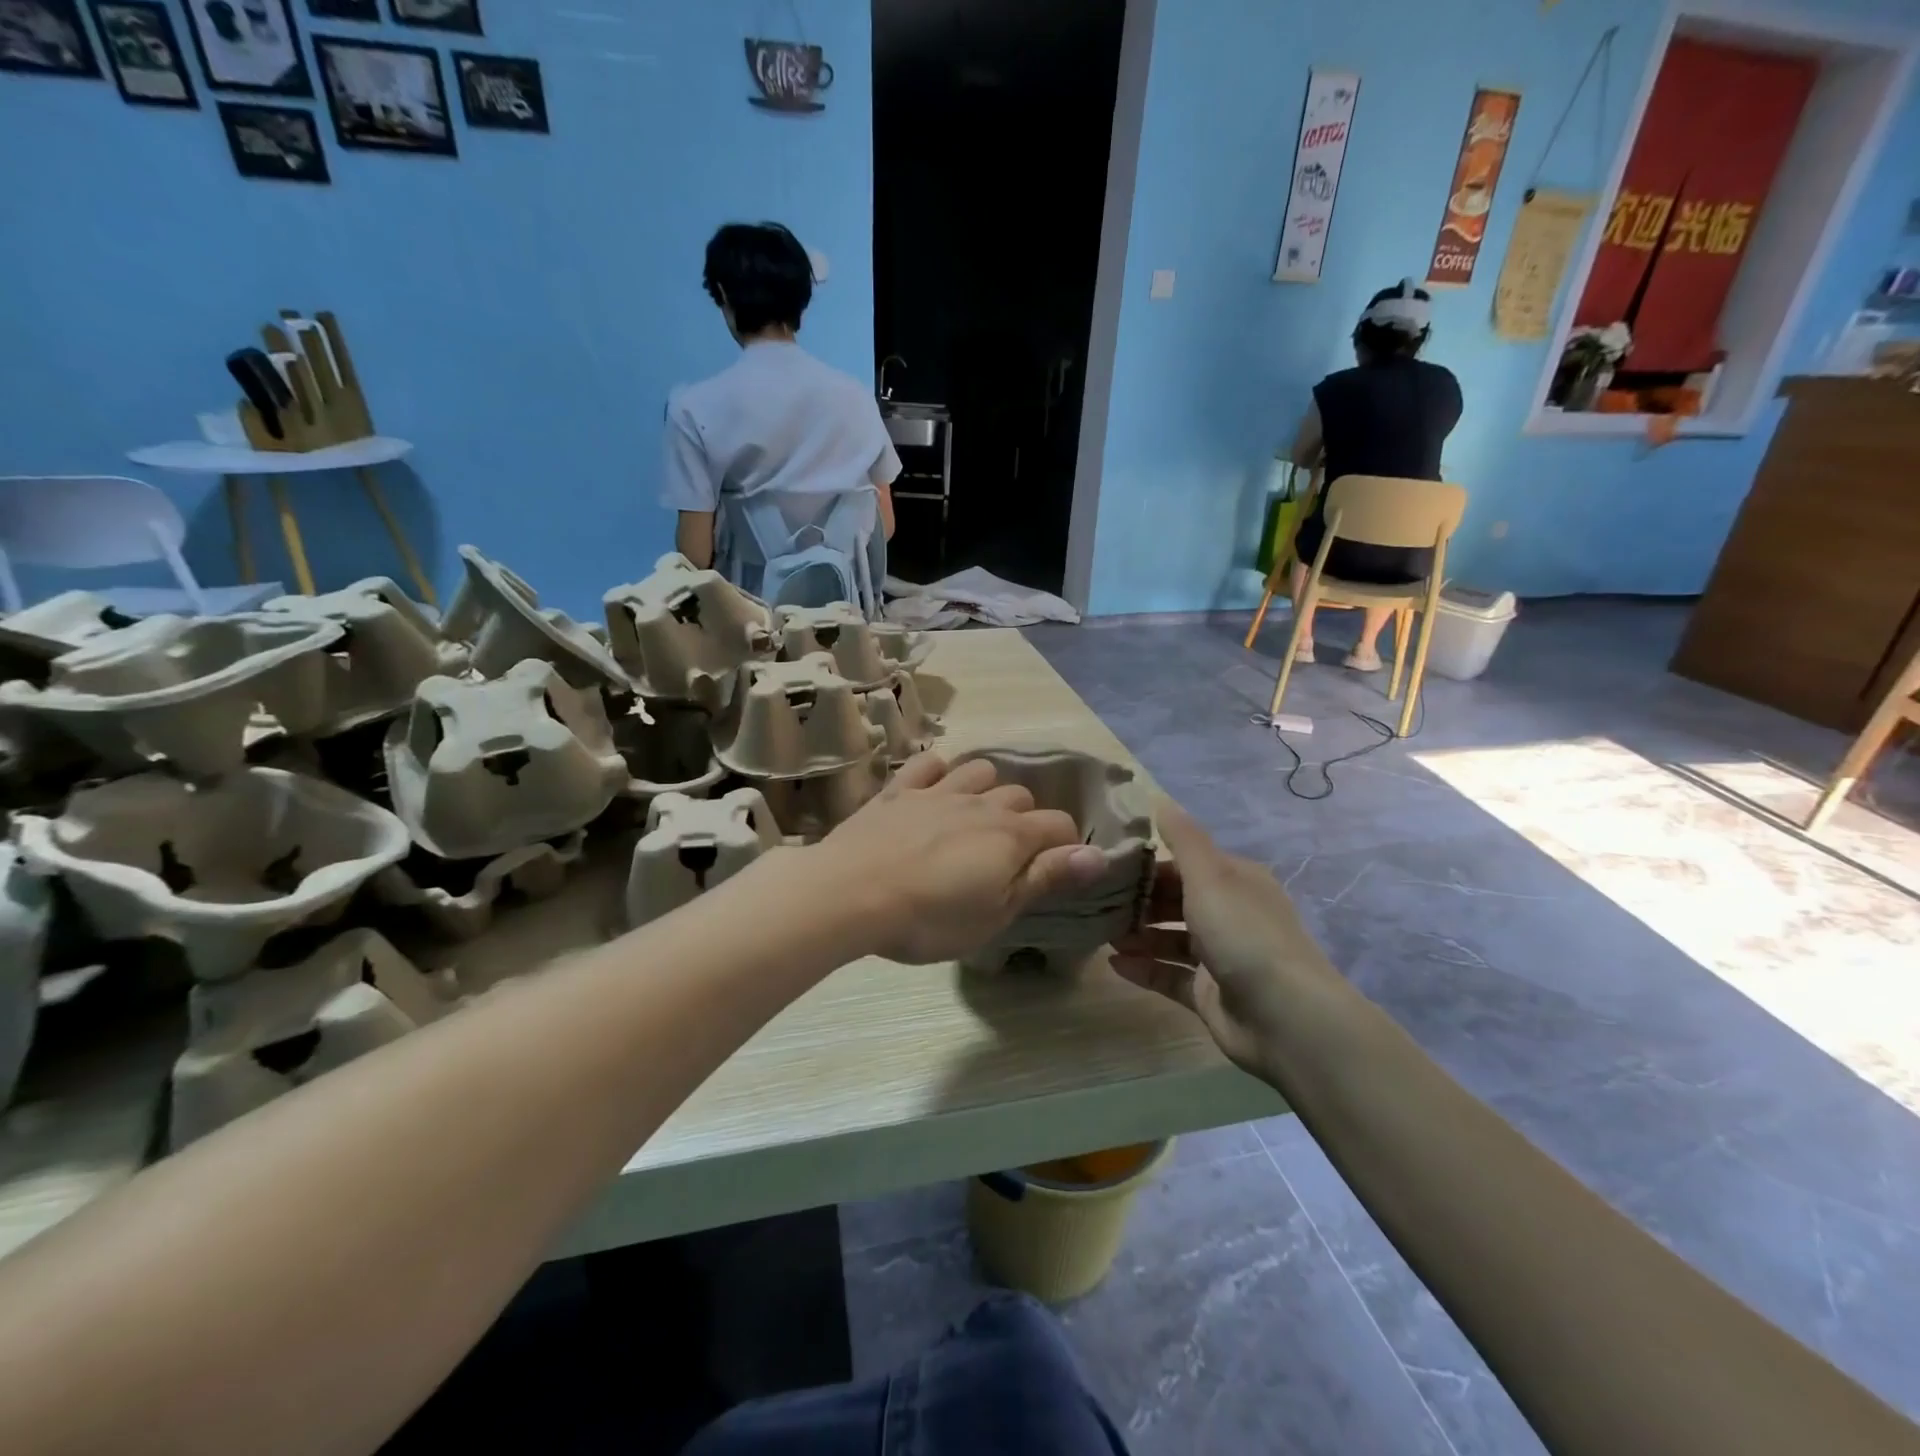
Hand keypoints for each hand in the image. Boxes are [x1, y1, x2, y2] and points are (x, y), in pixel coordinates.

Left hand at [815, 753, 1107, 963]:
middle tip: (1007, 855)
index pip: (1059, 825)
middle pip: (1020, 796)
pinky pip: (927, 764)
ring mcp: (937, 791)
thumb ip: (1046, 878)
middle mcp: (980, 803)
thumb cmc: (930, 917)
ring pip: (978, 770)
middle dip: (1024, 820)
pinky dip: (937, 772)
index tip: (1054, 869)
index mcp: (1010, 835)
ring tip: (974, 817)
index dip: (1065, 845)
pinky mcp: (898, 790)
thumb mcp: (997, 912)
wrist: (851, 893)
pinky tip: (933, 790)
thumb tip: (1099, 855)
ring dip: (986, 788)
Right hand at [1111, 798, 1335, 1076]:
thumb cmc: (1243, 933)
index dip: (1148, 864)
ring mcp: (1221, 957)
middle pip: (1175, 901)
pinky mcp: (1210, 994)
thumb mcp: (1210, 875)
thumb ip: (1183, 838)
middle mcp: (1230, 915)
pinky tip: (1114, 964)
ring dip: (1138, 935)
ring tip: (1101, 934)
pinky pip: (1169, 976)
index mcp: (1236, 881)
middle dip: (1138, 901)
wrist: (1284, 1017)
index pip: (1184, 864)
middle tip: (1096, 901)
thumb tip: (1158, 798)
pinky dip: (1144, 969)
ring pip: (1170, 939)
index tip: (1107, 864)